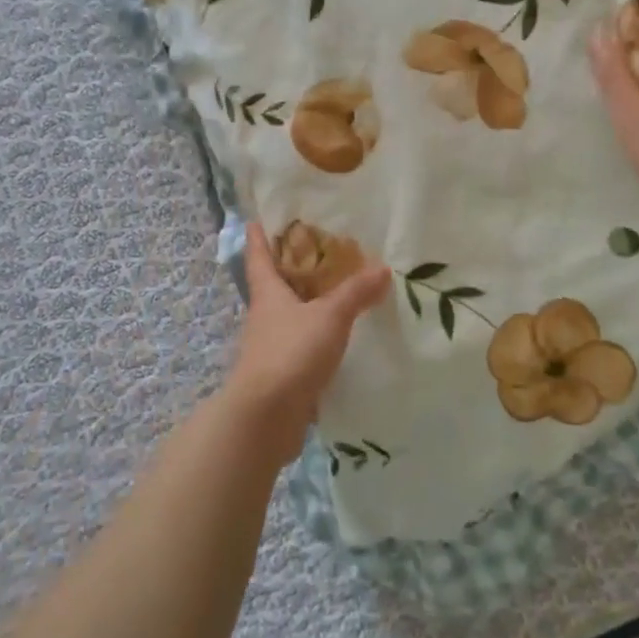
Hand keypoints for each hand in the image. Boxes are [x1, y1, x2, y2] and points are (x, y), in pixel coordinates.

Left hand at [224, 222, 391, 462]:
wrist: (266, 418)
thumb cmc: (291, 353)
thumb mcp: (329, 317)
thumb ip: (356, 292)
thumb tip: (382, 267)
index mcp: (268, 294)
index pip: (258, 257)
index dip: (258, 238)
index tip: (256, 219)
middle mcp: (265, 317)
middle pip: (274, 285)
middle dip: (290, 268)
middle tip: (316, 250)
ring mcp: (271, 347)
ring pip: (289, 316)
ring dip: (306, 304)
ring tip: (336, 292)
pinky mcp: (282, 374)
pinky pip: (301, 345)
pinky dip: (316, 336)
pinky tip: (338, 337)